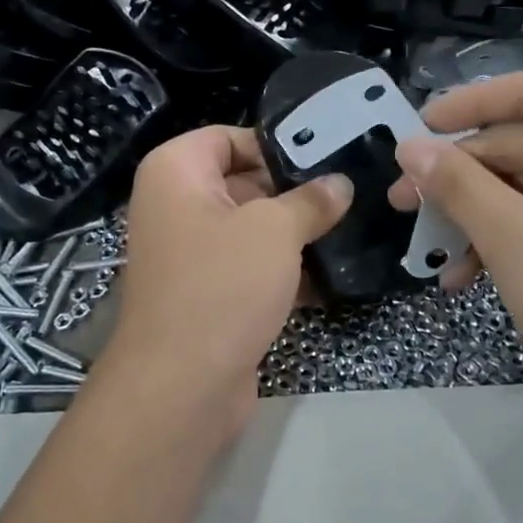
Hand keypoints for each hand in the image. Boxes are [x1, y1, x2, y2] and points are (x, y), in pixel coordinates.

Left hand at [97, 126, 350, 441]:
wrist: (181, 385)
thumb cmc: (222, 284)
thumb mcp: (274, 231)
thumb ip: (310, 201)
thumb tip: (340, 183)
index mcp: (175, 172)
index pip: (227, 137)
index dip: (274, 146)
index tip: (324, 160)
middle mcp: (174, 206)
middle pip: (242, 182)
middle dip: (292, 193)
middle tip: (348, 196)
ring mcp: (189, 254)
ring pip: (249, 229)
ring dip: (293, 235)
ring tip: (348, 233)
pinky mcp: (206, 294)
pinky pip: (248, 268)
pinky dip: (282, 272)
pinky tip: (329, 280)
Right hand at [388, 72, 522, 411]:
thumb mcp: (513, 237)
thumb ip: (456, 183)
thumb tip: (408, 145)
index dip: (465, 107)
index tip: (414, 130)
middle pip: (520, 143)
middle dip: (458, 178)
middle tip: (401, 202)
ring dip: (473, 216)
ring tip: (426, 248)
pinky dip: (502, 240)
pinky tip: (461, 275)